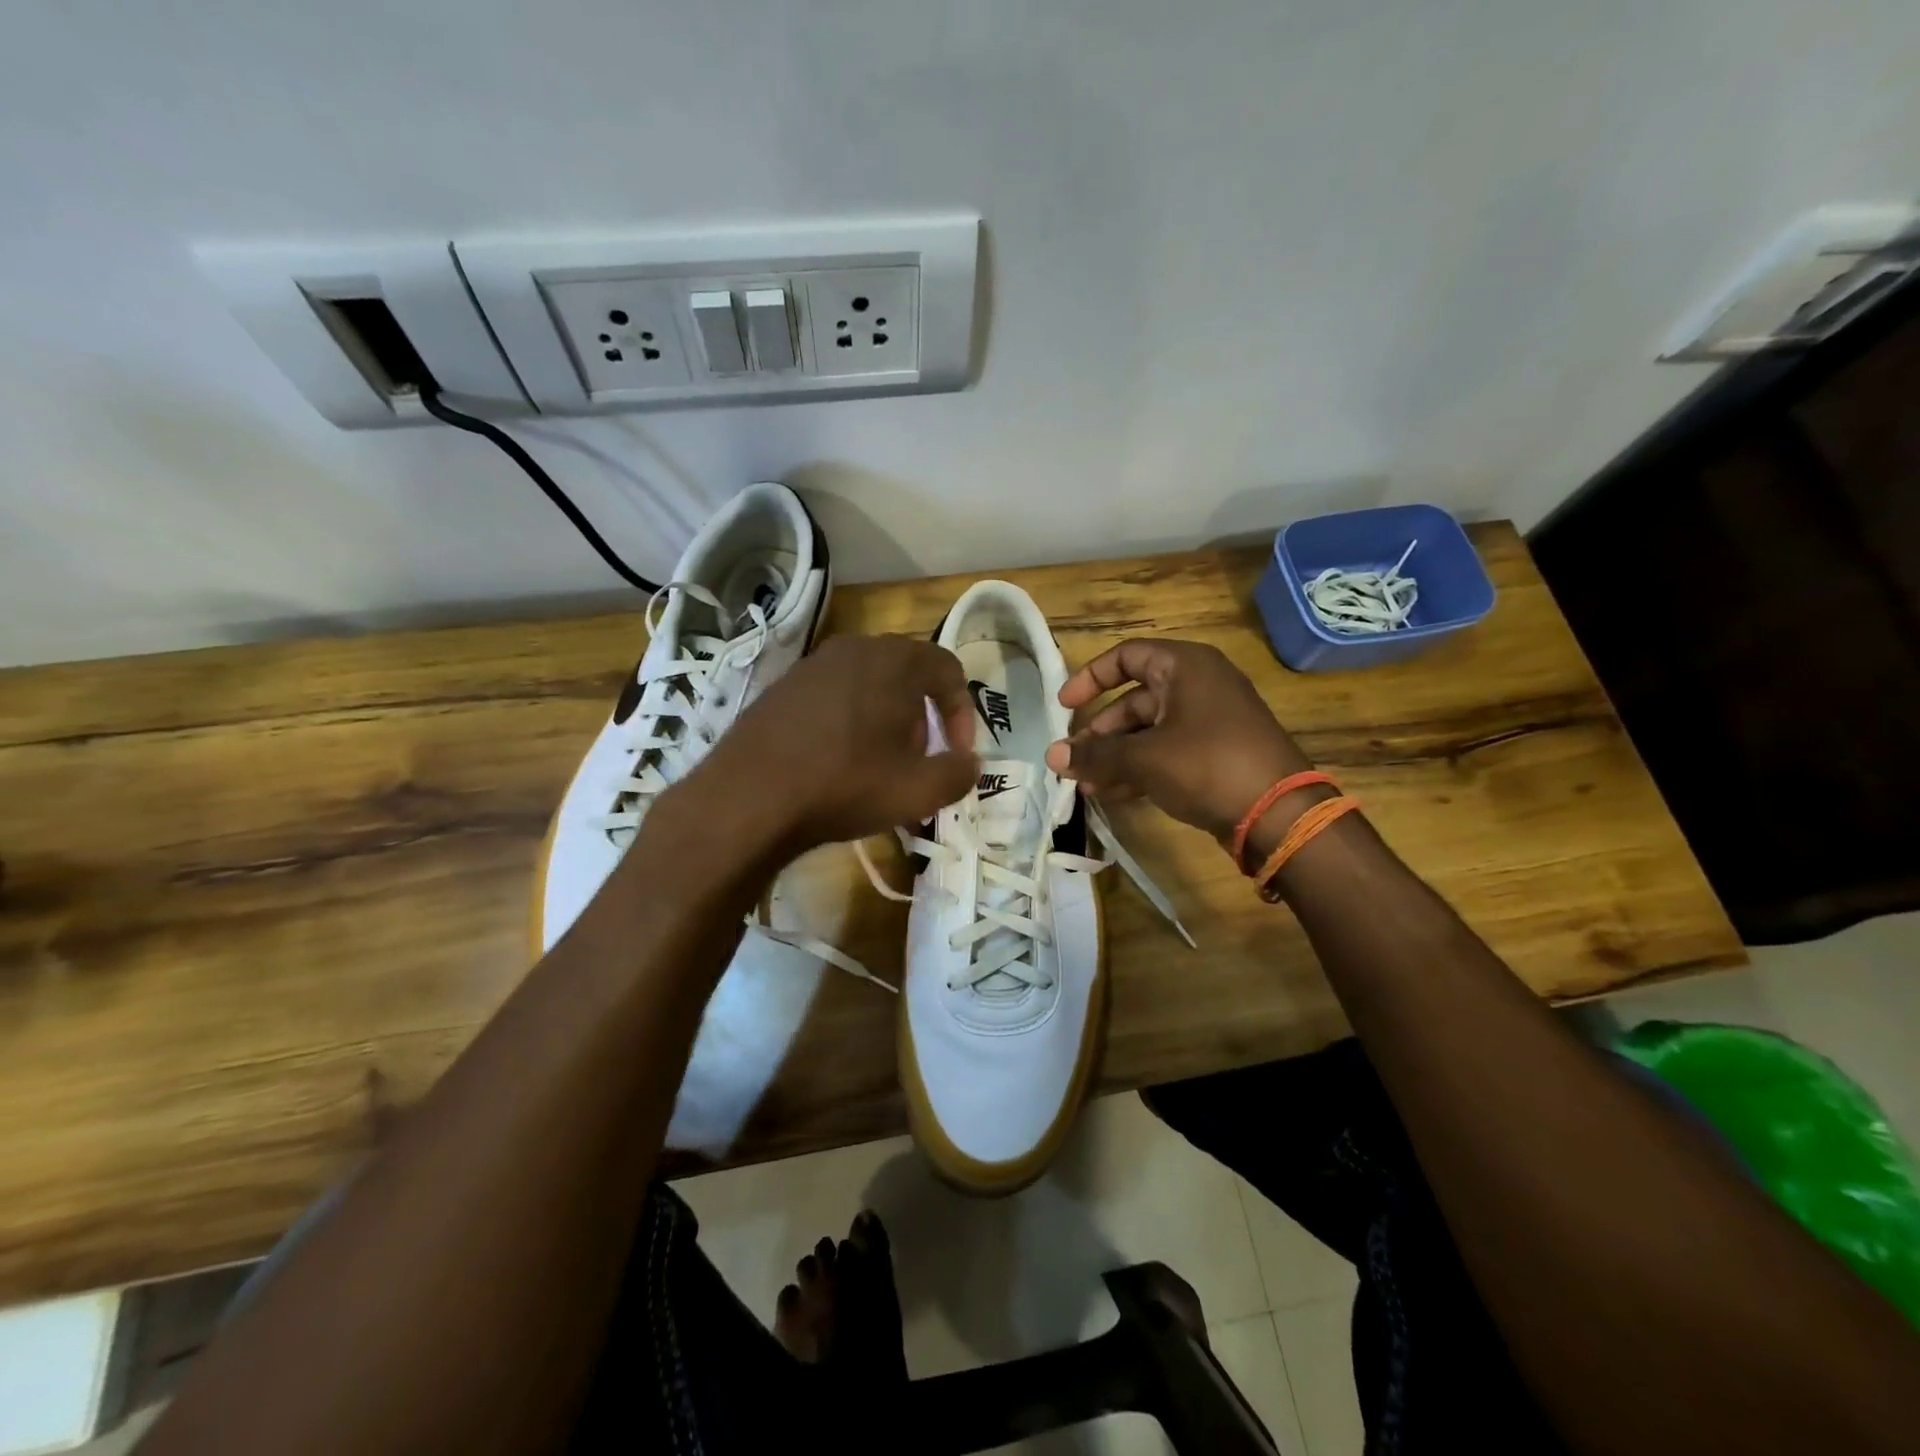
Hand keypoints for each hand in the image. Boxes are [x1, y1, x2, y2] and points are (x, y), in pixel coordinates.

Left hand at [689, 634, 978, 856]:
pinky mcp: (783, 687)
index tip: (955, 753)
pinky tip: (837, 763)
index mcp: (895, 660)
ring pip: (870, 686)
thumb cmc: (845, 784)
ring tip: (879, 767)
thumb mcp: (920, 791)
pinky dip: (850, 722)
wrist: (748, 797)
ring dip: (886, 722)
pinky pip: (834, 696)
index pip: (948, 669)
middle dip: (923, 720)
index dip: (962, 713)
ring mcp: (813, 664)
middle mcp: (855, 648)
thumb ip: (960, 773)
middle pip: (908, 676)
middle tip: (918, 761)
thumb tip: (968, 763)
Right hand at [1044, 639, 1312, 846]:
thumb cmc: (1207, 765)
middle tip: (1073, 760)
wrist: (1279, 815)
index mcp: (1185, 666)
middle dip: (1100, 732)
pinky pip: (1167, 752)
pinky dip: (1139, 768)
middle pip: (1134, 699)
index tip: (1065, 707)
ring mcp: (1210, 721)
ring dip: (1115, 756)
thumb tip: (1052, 756)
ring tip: (1086, 785)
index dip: (1090, 678)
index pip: (1127, 656)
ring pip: (1148, 731)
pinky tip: (1112, 794)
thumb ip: (1095, 754)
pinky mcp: (1216, 754)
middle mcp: (1199, 686)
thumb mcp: (1143, 757)